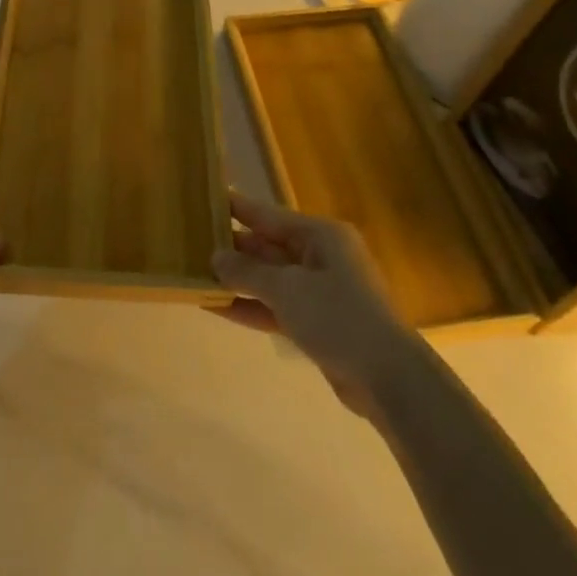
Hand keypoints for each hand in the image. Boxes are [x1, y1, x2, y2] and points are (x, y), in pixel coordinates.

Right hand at [212, 191, 425, 419]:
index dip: (237, 208)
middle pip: (268, 246)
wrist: (386, 376)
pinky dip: (250, 306)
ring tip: (195, 274)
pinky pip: (275, 307)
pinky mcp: (316, 323)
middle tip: (190, 243)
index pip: (269, 215)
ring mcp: (320, 292)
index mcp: (321, 235)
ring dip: (237, 280)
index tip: (206, 199)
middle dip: (232, 248)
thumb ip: (247, 272)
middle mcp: (321, 257)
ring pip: (269, 279)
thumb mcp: (287, 288)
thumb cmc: (338, 316)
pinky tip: (215, 308)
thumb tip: (215, 256)